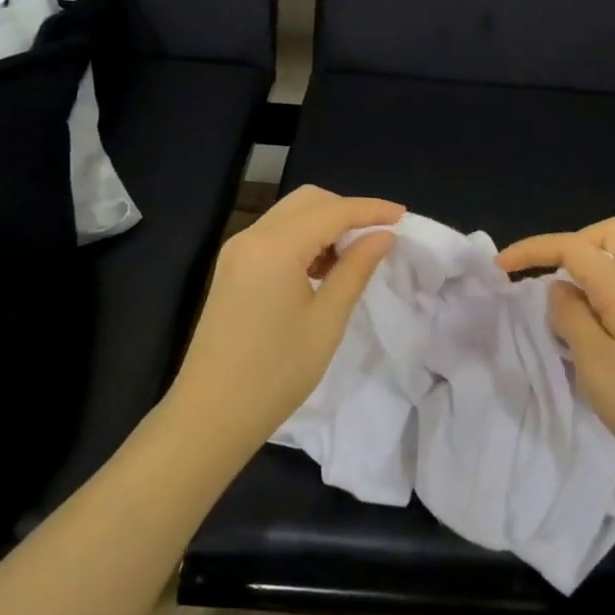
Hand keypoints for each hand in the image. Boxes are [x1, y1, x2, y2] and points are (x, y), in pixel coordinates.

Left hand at [167, 185, 403, 452]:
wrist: (211, 413)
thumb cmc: (276, 372)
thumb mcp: (327, 321)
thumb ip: (356, 270)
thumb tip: (383, 237)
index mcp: (275, 246)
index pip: (332, 211)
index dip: (370, 209)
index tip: (403, 215)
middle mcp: (252, 236)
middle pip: (307, 201)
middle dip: (346, 210)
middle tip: (377, 237)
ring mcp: (237, 251)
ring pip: (290, 215)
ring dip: (324, 224)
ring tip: (351, 258)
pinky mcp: (231, 267)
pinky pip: (274, 235)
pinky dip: (303, 239)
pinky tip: (320, 269)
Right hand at [497, 217, 614, 479]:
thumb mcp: (594, 362)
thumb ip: (570, 317)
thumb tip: (558, 289)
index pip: (573, 247)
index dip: (532, 249)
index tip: (500, 269)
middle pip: (612, 233)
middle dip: (573, 244)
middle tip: (550, 280)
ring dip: (596, 264)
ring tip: (574, 298)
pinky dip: (611, 288)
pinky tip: (600, 319)